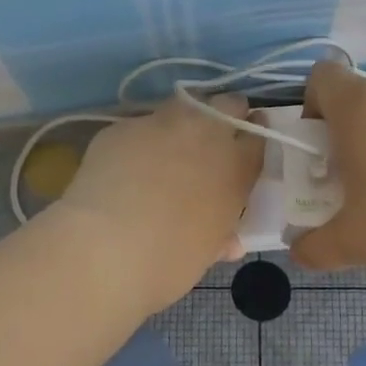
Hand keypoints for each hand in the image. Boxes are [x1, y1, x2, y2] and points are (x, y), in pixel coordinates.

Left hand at [52, 94, 264, 312]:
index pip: (259, 138)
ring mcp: (162, 124)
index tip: (247, 147)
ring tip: (169, 146)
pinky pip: (140, 126)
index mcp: (236, 167)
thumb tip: (229, 242)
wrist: (105, 247)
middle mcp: (206, 133)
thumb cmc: (169, 261)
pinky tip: (126, 164)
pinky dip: (140, 140)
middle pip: (229, 104)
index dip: (254, 140)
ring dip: (184, 120)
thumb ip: (221, 236)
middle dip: (226, 115)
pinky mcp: (123, 126)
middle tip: (213, 140)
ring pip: (184, 104)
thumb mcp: (207, 252)